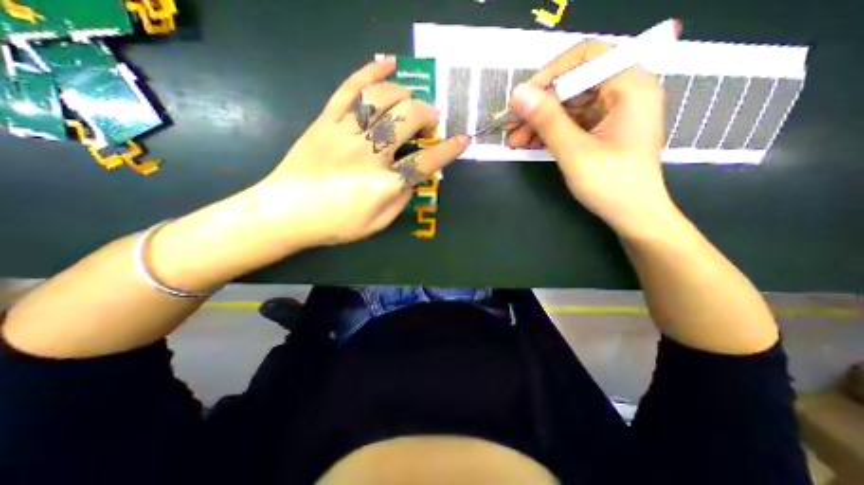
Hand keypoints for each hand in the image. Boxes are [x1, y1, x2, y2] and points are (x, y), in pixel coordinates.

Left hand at [250, 56, 469, 248]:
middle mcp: (368, 154)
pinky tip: (388, 62)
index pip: (425, 162)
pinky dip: (371, 71)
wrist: (286, 212)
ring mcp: (345, 133)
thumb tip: (414, 177)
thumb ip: (400, 199)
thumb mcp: (377, 223)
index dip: (448, 151)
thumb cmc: (336, 224)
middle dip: (427, 116)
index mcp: (383, 184)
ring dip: (405, 94)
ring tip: (412, 101)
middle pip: (407, 120)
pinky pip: (350, 89)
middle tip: (429, 122)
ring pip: (382, 98)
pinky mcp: (326, 121)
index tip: (462, 140)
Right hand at [507, 40, 674, 240]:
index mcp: (629, 86)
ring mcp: (612, 111)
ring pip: (567, 105)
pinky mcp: (602, 128)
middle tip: (510, 125)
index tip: (522, 100)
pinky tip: (529, 144)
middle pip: (572, 84)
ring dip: (539, 122)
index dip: (549, 75)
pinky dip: (549, 132)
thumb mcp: (575, 152)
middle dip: (538, 105)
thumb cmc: (611, 185)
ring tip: (514, 141)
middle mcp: (623, 91)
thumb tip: (518, 94)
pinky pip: (570, 122)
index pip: (585, 57)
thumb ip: (547, 121)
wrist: (633, 215)